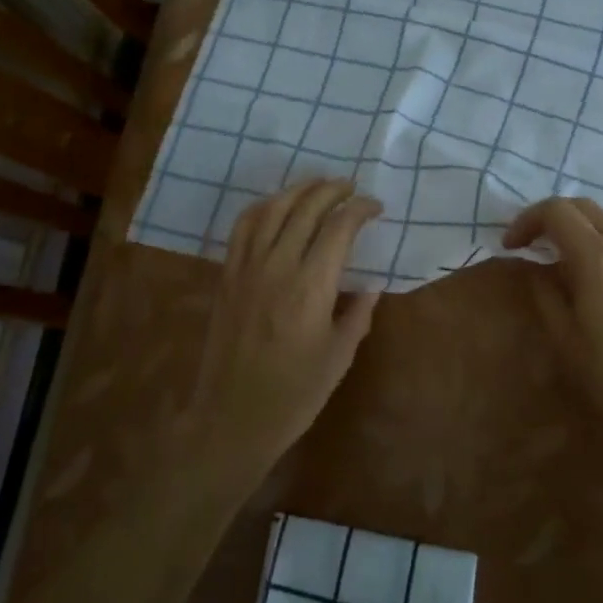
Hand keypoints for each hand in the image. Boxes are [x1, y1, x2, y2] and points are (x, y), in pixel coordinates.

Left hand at [190, 179, 381, 477]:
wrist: (232, 418)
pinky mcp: (227, 275)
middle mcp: (278, 266)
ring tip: (318, 184)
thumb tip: (371, 285)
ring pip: (273, 209)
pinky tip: (275, 205)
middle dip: (332, 190)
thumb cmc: (294, 394)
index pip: (339, 228)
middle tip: (351, 187)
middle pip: (306, 208)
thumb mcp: (339, 357)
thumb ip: (358, 314)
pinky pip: (243, 227)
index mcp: (312, 287)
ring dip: (298, 189)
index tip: (375, 207)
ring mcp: (247, 268)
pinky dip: (262, 207)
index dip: (360, 209)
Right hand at [504, 197, 602, 451]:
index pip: (555, 211)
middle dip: (550, 218)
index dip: (526, 221)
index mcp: (598, 255)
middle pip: (582, 206)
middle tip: (530, 244)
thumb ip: (544, 292)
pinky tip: (596, 272)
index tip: (510, 246)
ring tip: (561, 258)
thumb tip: (534, 267)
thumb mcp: (565, 337)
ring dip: (578, 227)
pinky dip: (602, 240)